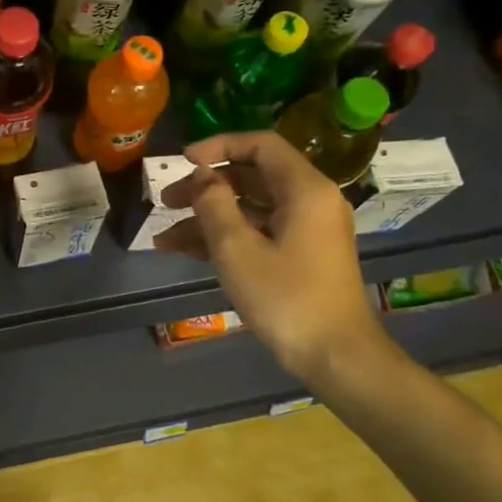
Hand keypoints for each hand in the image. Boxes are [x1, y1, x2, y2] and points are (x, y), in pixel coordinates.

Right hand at [153, 131, 389, 382]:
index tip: (182, 160)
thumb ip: (213, 203)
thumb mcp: (237, 248)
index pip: (260, 145)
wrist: (337, 356)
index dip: (218, 146)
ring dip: (207, 218)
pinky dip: (225, 237)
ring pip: (250, 208)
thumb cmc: (286, 298)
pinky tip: (186, 252)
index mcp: (304, 189)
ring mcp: (307, 229)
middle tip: (166, 202)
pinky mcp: (301, 254)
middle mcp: (310, 201)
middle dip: (204, 188)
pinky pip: (258, 231)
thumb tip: (201, 175)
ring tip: (165, 238)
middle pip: (251, 176)